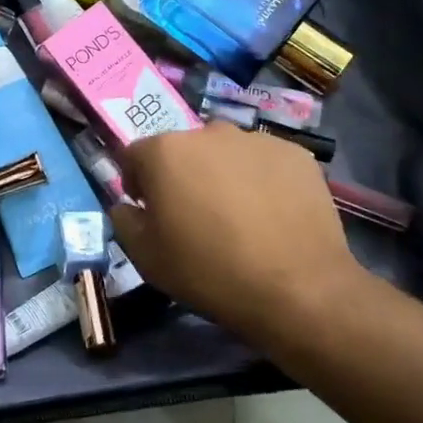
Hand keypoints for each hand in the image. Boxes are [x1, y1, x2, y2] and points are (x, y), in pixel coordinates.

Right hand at [110, 122, 369, 342]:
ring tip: (238, 216)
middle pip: (182, 150)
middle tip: (194, 215)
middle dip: (181, 175)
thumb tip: (128, 205)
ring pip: (225, 153)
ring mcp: (257, 140)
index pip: (135, 154)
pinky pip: (264, 163)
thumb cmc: (209, 271)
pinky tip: (271, 215)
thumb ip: (124, 220)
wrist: (298, 289)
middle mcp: (209, 132)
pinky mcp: (296, 155)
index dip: (136, 182)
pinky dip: (260, 180)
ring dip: (221, 175)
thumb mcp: (145, 257)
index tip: (148, 210)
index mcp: (165, 151)